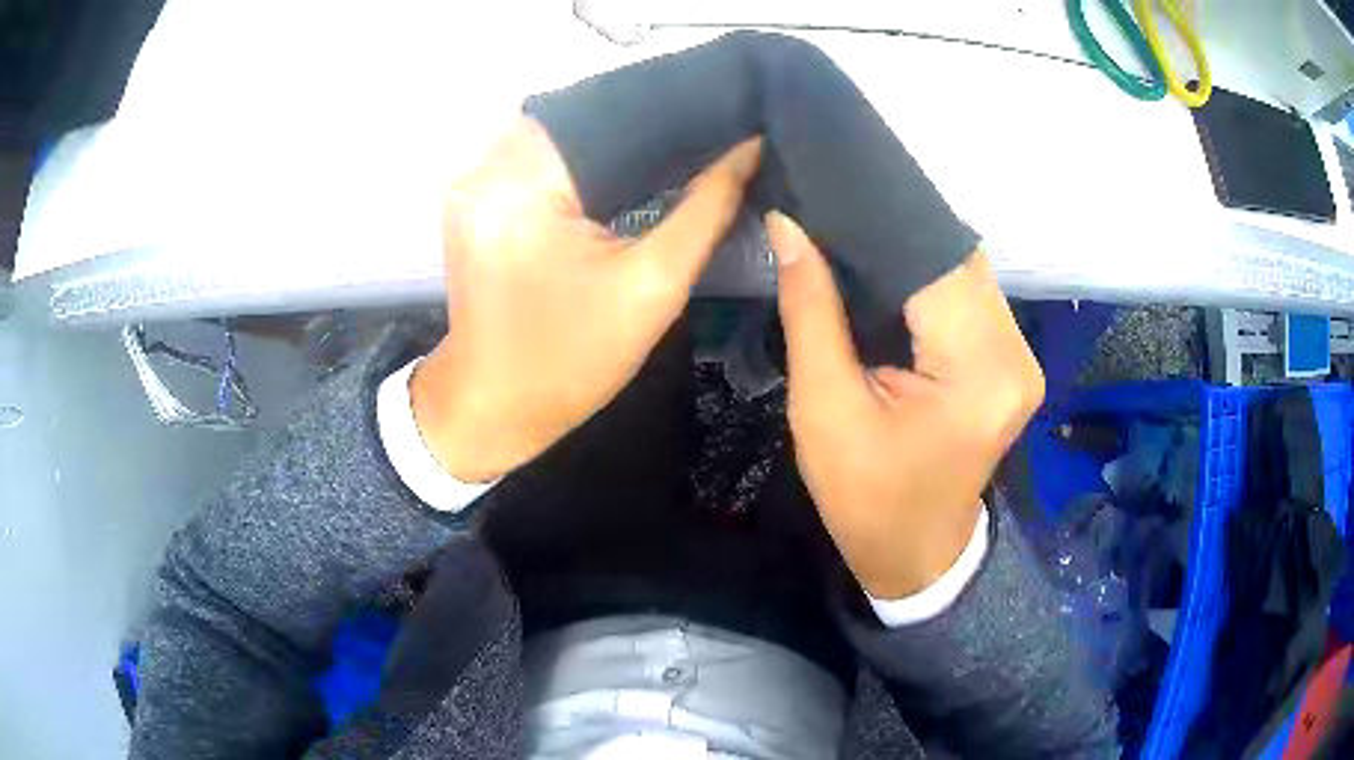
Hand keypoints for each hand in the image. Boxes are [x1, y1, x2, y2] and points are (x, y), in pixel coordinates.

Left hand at [411, 119, 761, 482]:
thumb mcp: (652, 286)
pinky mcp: (475, 199)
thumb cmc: (571, 360)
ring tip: (676, 137)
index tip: (724, 109)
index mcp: (523, 184)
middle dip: (642, 120)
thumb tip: (750, 147)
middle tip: (708, 121)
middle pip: (580, 115)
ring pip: (559, 132)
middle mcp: (486, 167)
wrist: (492, 408)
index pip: (608, 114)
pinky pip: (537, 156)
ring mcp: (474, 181)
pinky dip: (581, 157)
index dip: (669, 108)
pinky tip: (625, 163)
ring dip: (611, 136)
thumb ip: (706, 209)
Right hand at [766, 212, 1043, 598]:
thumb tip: (788, 225)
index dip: (882, 221)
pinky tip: (890, 272)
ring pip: (966, 272)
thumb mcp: (824, 408)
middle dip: (896, 233)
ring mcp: (1021, 357)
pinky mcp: (1013, 362)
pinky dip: (931, 278)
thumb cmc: (865, 498)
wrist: (914, 554)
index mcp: (977, 372)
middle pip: (957, 259)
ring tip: (854, 233)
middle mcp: (1015, 354)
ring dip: (914, 253)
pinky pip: (971, 297)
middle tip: (834, 207)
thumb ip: (811, 309)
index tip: (829, 188)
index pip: (934, 260)